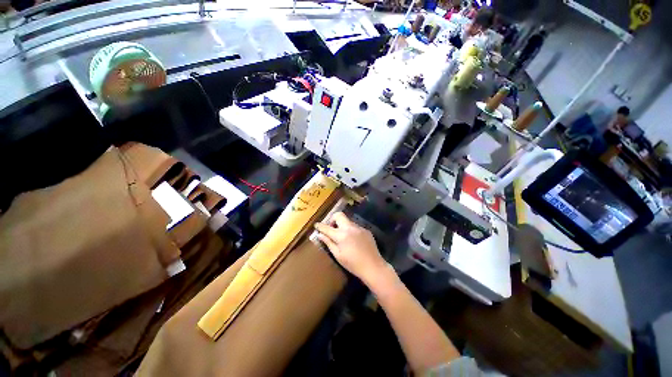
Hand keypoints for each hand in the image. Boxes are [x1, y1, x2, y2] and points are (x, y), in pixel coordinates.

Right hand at [314, 212, 388, 281]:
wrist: (373, 267)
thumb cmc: (353, 264)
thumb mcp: (338, 255)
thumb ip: (328, 242)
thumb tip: (320, 234)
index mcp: (341, 235)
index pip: (327, 227)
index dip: (320, 226)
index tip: (316, 225)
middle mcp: (350, 227)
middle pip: (339, 215)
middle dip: (333, 219)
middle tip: (331, 229)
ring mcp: (359, 228)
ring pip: (347, 221)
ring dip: (342, 225)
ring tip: (342, 236)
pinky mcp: (366, 230)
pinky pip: (355, 226)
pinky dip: (351, 230)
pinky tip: (353, 241)